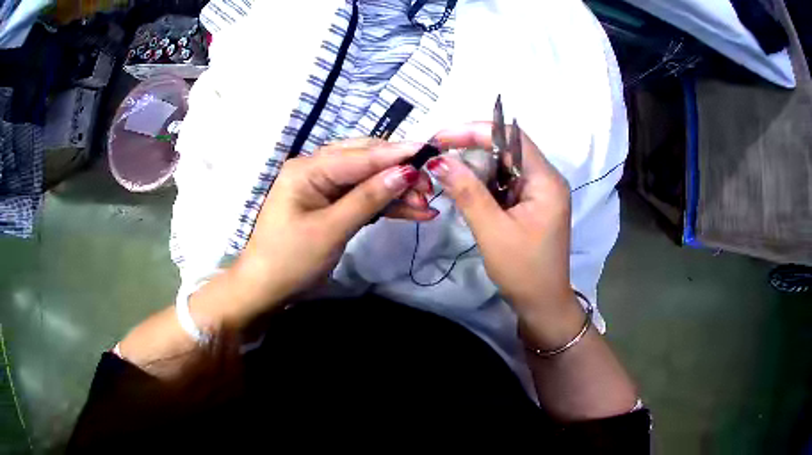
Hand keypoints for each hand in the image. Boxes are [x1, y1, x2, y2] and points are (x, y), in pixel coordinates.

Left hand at [210, 139, 427, 325]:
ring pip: (368, 181)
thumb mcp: (331, 229)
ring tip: (427, 205)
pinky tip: (413, 211)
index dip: (396, 154)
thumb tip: (406, 172)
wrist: (266, 290)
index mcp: (307, 169)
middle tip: (430, 187)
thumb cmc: (290, 259)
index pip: (359, 155)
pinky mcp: (332, 206)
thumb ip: (368, 198)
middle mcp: (316, 170)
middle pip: (365, 162)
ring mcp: (324, 188)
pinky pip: (363, 198)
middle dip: (398, 173)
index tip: (430, 151)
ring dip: (397, 192)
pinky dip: (386, 206)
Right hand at [428, 123, 583, 348]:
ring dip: (475, 165)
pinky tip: (463, 187)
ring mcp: (539, 191)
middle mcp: (546, 179)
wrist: (542, 304)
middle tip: (437, 153)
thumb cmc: (523, 270)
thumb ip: (467, 192)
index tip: (441, 138)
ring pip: (503, 165)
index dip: (475, 131)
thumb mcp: (492, 231)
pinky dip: (483, 183)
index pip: (511, 138)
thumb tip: (439, 160)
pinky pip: (504, 182)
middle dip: (471, 147)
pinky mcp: (530, 203)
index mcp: (546, 181)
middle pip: (507, 148)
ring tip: (444, 169)